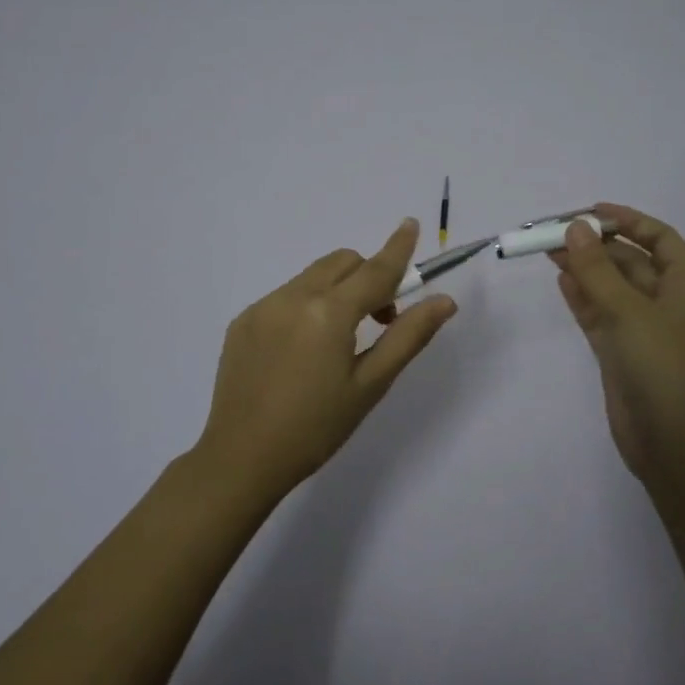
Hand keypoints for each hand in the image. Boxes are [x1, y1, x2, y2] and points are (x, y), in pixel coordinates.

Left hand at [194, 218, 456, 497]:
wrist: (241, 460)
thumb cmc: (316, 428)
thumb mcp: (370, 385)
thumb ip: (408, 336)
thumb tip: (444, 301)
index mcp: (328, 313)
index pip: (374, 270)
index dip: (396, 248)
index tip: (410, 224)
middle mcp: (292, 297)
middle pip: (342, 263)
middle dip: (367, 276)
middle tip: (379, 320)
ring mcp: (262, 307)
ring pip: (312, 277)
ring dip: (337, 290)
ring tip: (339, 340)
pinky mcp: (242, 322)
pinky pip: (285, 296)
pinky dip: (306, 305)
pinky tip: (302, 351)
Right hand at [550, 204, 684, 479]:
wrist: (676, 446)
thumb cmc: (664, 368)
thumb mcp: (630, 312)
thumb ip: (598, 270)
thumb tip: (575, 228)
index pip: (659, 238)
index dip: (628, 220)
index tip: (590, 211)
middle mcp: (666, 303)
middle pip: (630, 261)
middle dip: (596, 245)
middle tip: (553, 233)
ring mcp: (643, 330)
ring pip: (611, 288)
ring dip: (585, 269)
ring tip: (548, 251)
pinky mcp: (622, 354)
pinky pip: (600, 315)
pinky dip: (582, 298)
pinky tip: (561, 281)